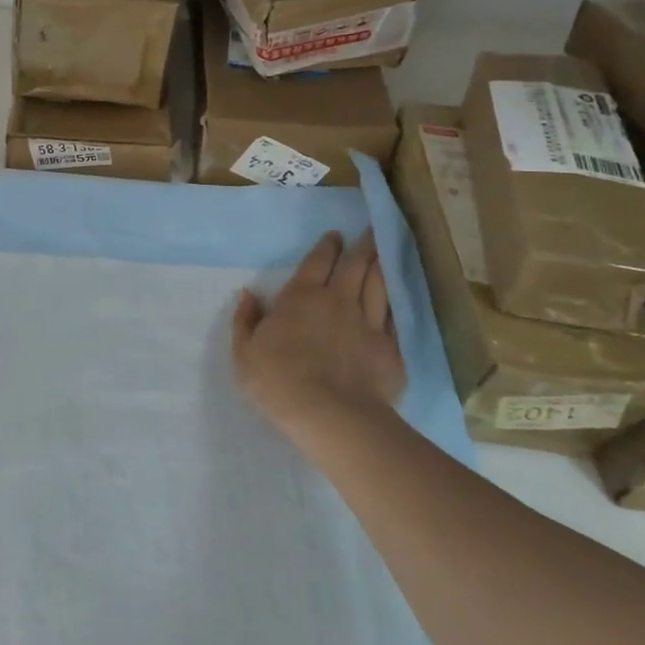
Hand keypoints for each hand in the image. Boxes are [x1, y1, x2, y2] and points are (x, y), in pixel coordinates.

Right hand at [232, 230, 405, 440]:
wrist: (329, 414)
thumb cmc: (277, 379)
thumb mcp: (245, 351)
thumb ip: (246, 320)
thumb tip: (247, 294)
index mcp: (301, 296)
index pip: (317, 262)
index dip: (327, 246)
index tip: (335, 236)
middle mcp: (338, 300)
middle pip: (354, 266)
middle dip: (362, 246)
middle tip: (371, 230)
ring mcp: (368, 323)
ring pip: (379, 285)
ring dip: (382, 265)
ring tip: (387, 251)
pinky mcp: (390, 348)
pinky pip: (395, 318)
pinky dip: (396, 302)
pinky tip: (399, 295)